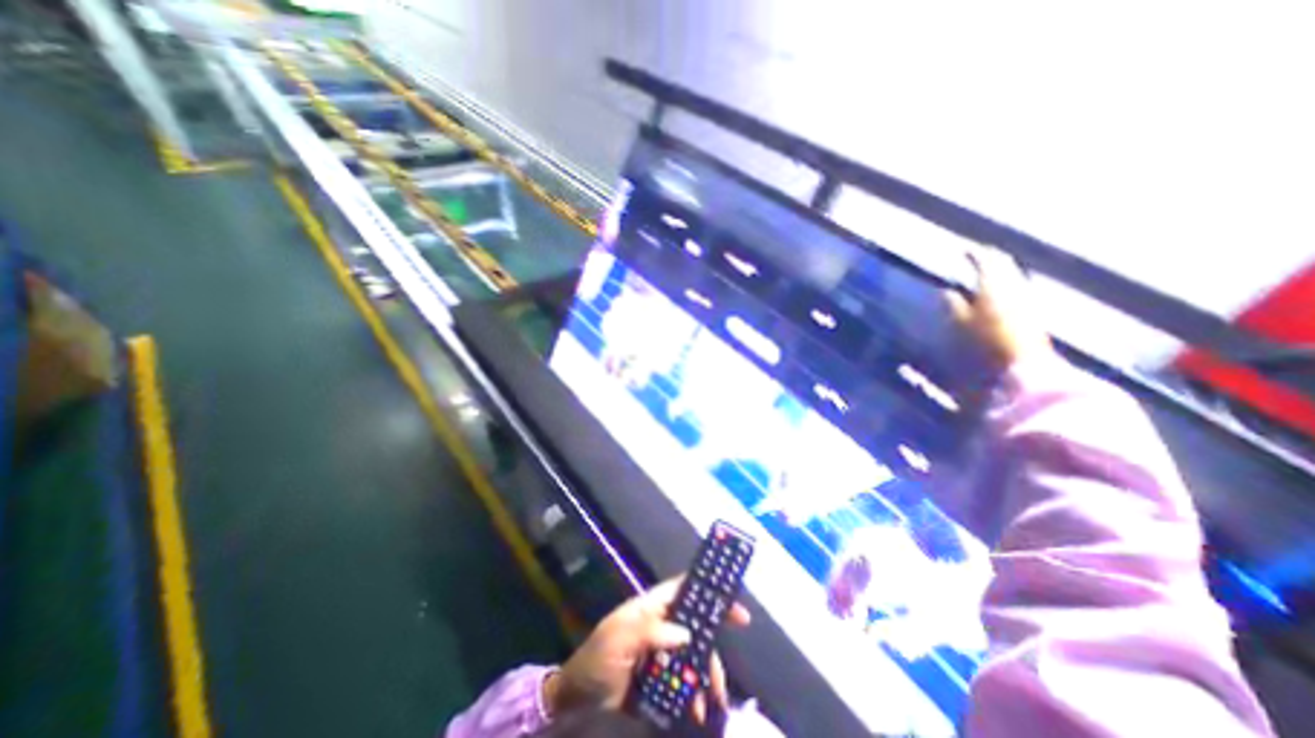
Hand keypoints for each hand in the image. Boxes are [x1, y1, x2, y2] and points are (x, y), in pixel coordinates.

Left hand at [542, 577, 750, 719]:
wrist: (575, 701)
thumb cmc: (596, 659)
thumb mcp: (619, 638)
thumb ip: (650, 631)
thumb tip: (686, 633)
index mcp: (650, 608)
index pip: (682, 589)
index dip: (706, 588)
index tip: (731, 599)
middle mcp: (660, 626)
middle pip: (694, 622)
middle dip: (715, 634)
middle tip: (738, 639)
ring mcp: (662, 653)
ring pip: (693, 654)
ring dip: (706, 673)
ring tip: (713, 698)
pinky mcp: (661, 679)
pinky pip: (684, 681)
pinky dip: (694, 694)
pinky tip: (697, 710)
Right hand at [940, 244, 1055, 369]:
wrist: (1022, 367)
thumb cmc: (984, 343)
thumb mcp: (959, 324)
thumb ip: (952, 304)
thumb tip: (947, 290)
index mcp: (994, 286)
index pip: (986, 261)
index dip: (974, 254)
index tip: (964, 250)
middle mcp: (1015, 286)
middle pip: (1005, 266)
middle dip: (991, 259)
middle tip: (978, 257)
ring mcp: (1027, 299)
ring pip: (1013, 276)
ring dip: (1000, 271)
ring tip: (987, 272)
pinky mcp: (1034, 313)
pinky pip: (1019, 289)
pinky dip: (1007, 284)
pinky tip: (1000, 291)